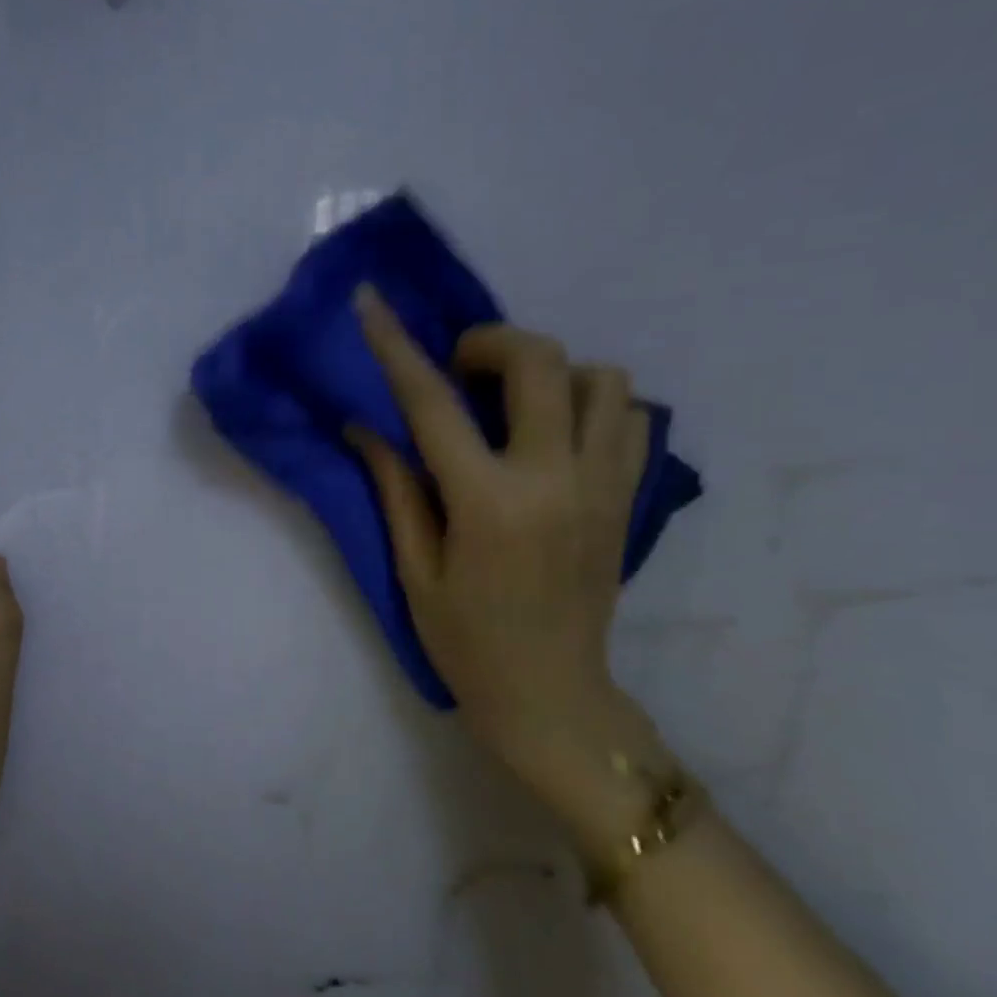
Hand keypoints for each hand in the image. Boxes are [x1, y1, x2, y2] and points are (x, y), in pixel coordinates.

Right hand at [350, 288, 662, 808]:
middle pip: (539, 362)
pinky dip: (592, 404)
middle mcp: (555, 479)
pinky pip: (631, 417)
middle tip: (459, 368)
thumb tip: (365, 427)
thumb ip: (395, 488)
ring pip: (602, 378)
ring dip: (550, 372)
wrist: (552, 695)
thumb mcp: (414, 568)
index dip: (395, 345)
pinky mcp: (628, 498)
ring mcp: (604, 486)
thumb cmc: (465, 640)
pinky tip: (556, 433)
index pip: (432, 403)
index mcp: (488, 503)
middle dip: (490, 343)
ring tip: (513, 404)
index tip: (371, 301)